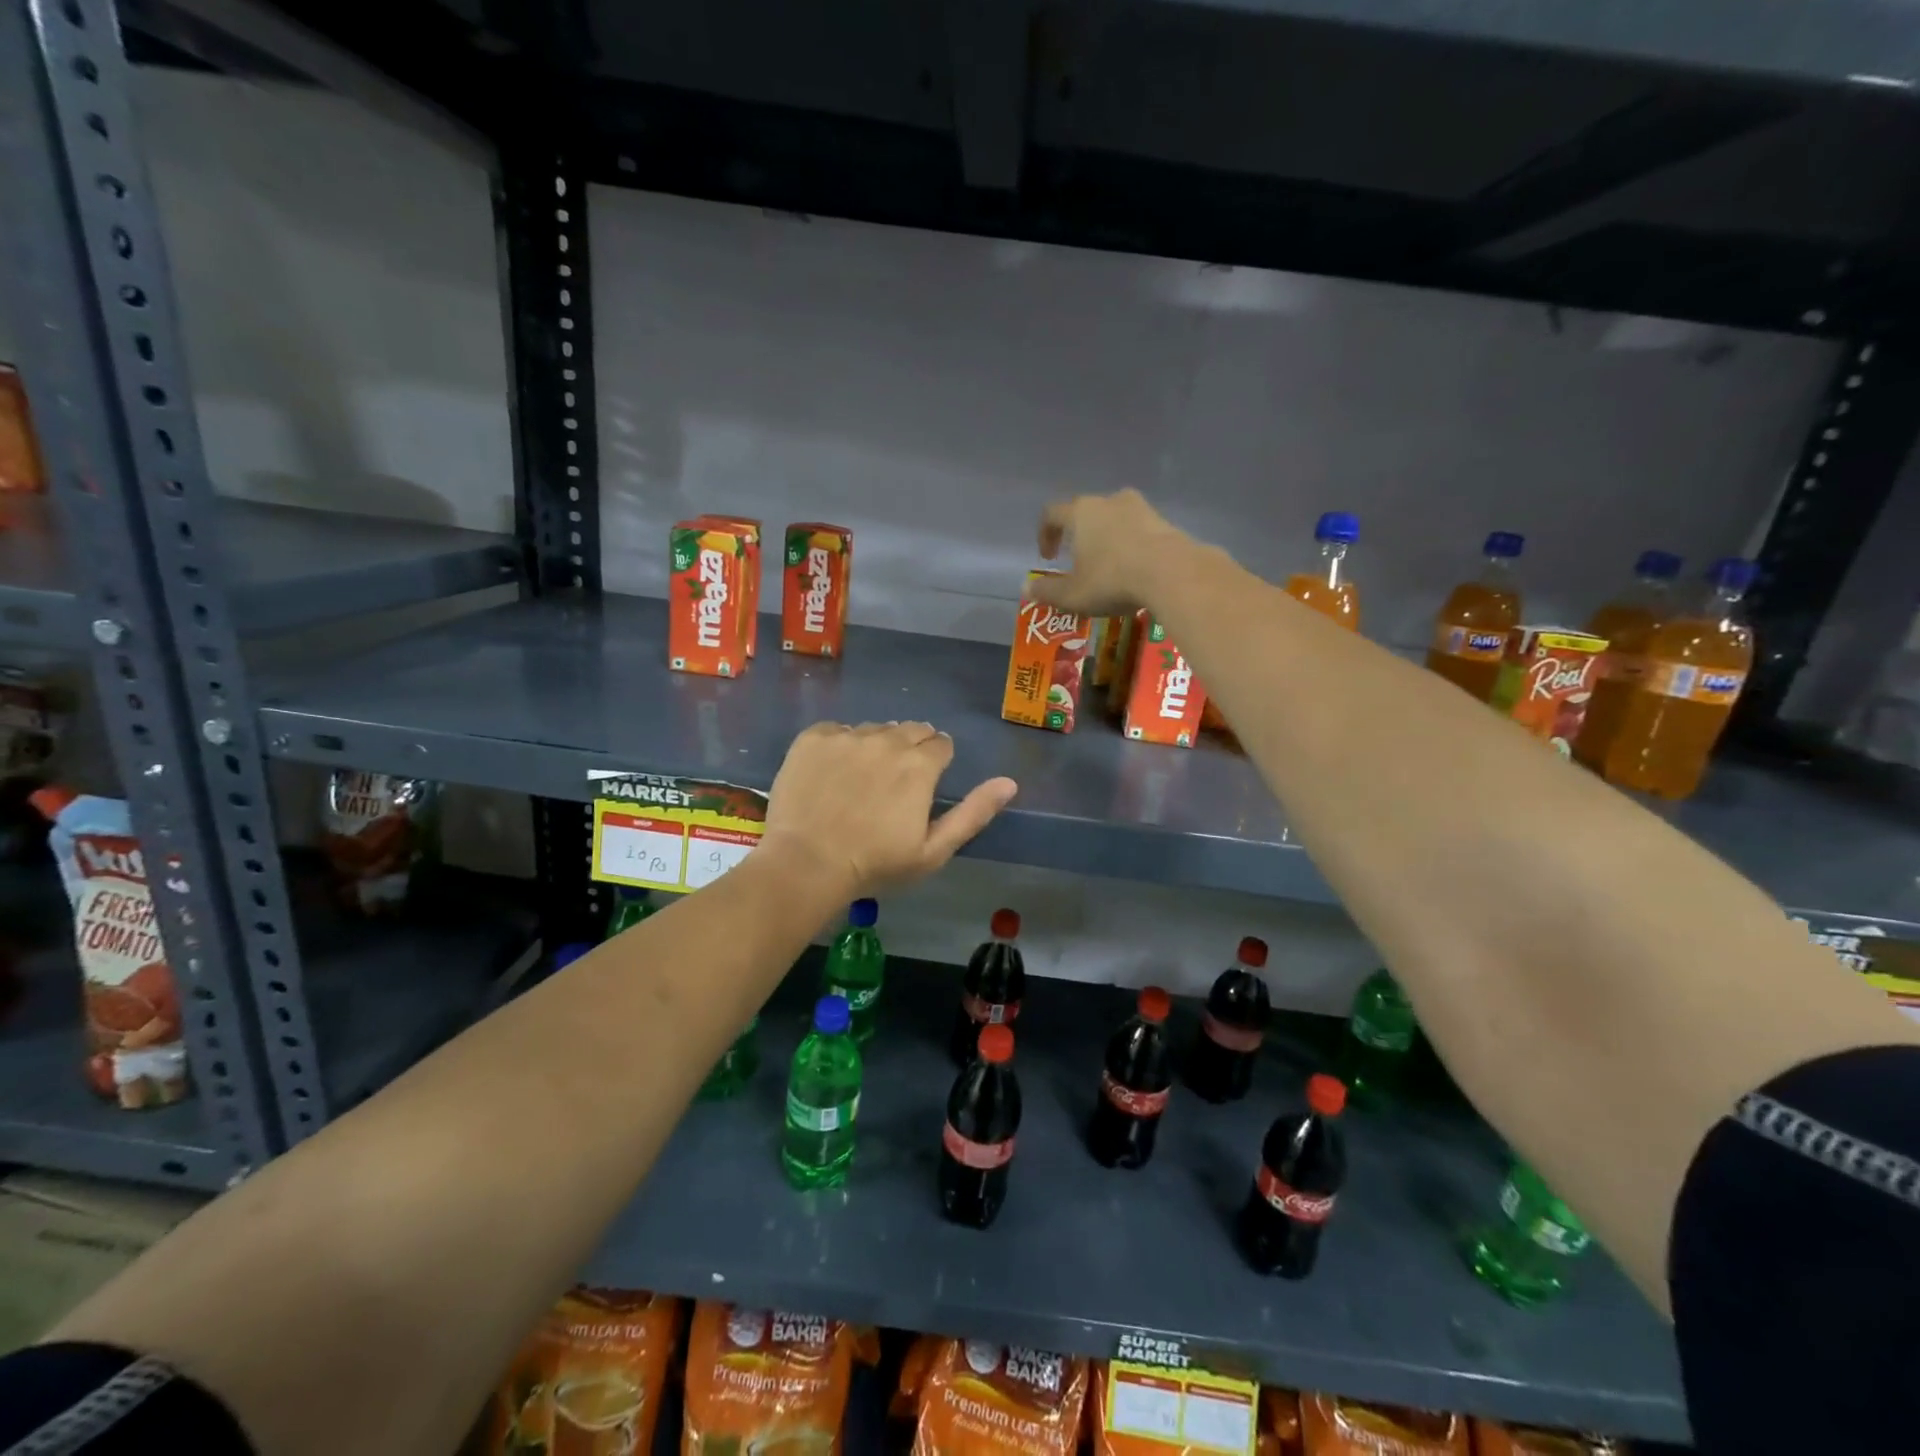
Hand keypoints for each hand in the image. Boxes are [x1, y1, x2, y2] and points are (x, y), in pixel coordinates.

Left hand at [760, 722, 1017, 900]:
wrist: (807, 863)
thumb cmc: (876, 864)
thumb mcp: (934, 850)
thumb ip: (974, 813)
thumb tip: (1009, 782)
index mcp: (920, 764)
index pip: (941, 744)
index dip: (936, 763)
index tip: (922, 786)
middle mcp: (886, 739)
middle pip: (910, 729)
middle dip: (911, 749)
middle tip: (894, 783)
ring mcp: (846, 736)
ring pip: (874, 729)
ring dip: (876, 746)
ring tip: (861, 780)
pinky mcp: (813, 738)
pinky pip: (836, 730)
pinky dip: (840, 745)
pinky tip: (832, 773)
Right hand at [1031, 488, 1192, 615]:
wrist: (1173, 573)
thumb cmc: (1113, 580)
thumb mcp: (1073, 594)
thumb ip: (1047, 591)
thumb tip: (1026, 588)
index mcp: (1081, 512)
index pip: (1052, 514)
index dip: (1045, 534)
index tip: (1048, 557)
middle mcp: (1109, 501)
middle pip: (1086, 512)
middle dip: (1078, 535)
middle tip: (1078, 560)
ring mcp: (1141, 508)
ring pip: (1115, 519)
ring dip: (1107, 539)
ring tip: (1108, 566)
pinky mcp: (1165, 522)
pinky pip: (1139, 530)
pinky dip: (1131, 545)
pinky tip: (1134, 569)